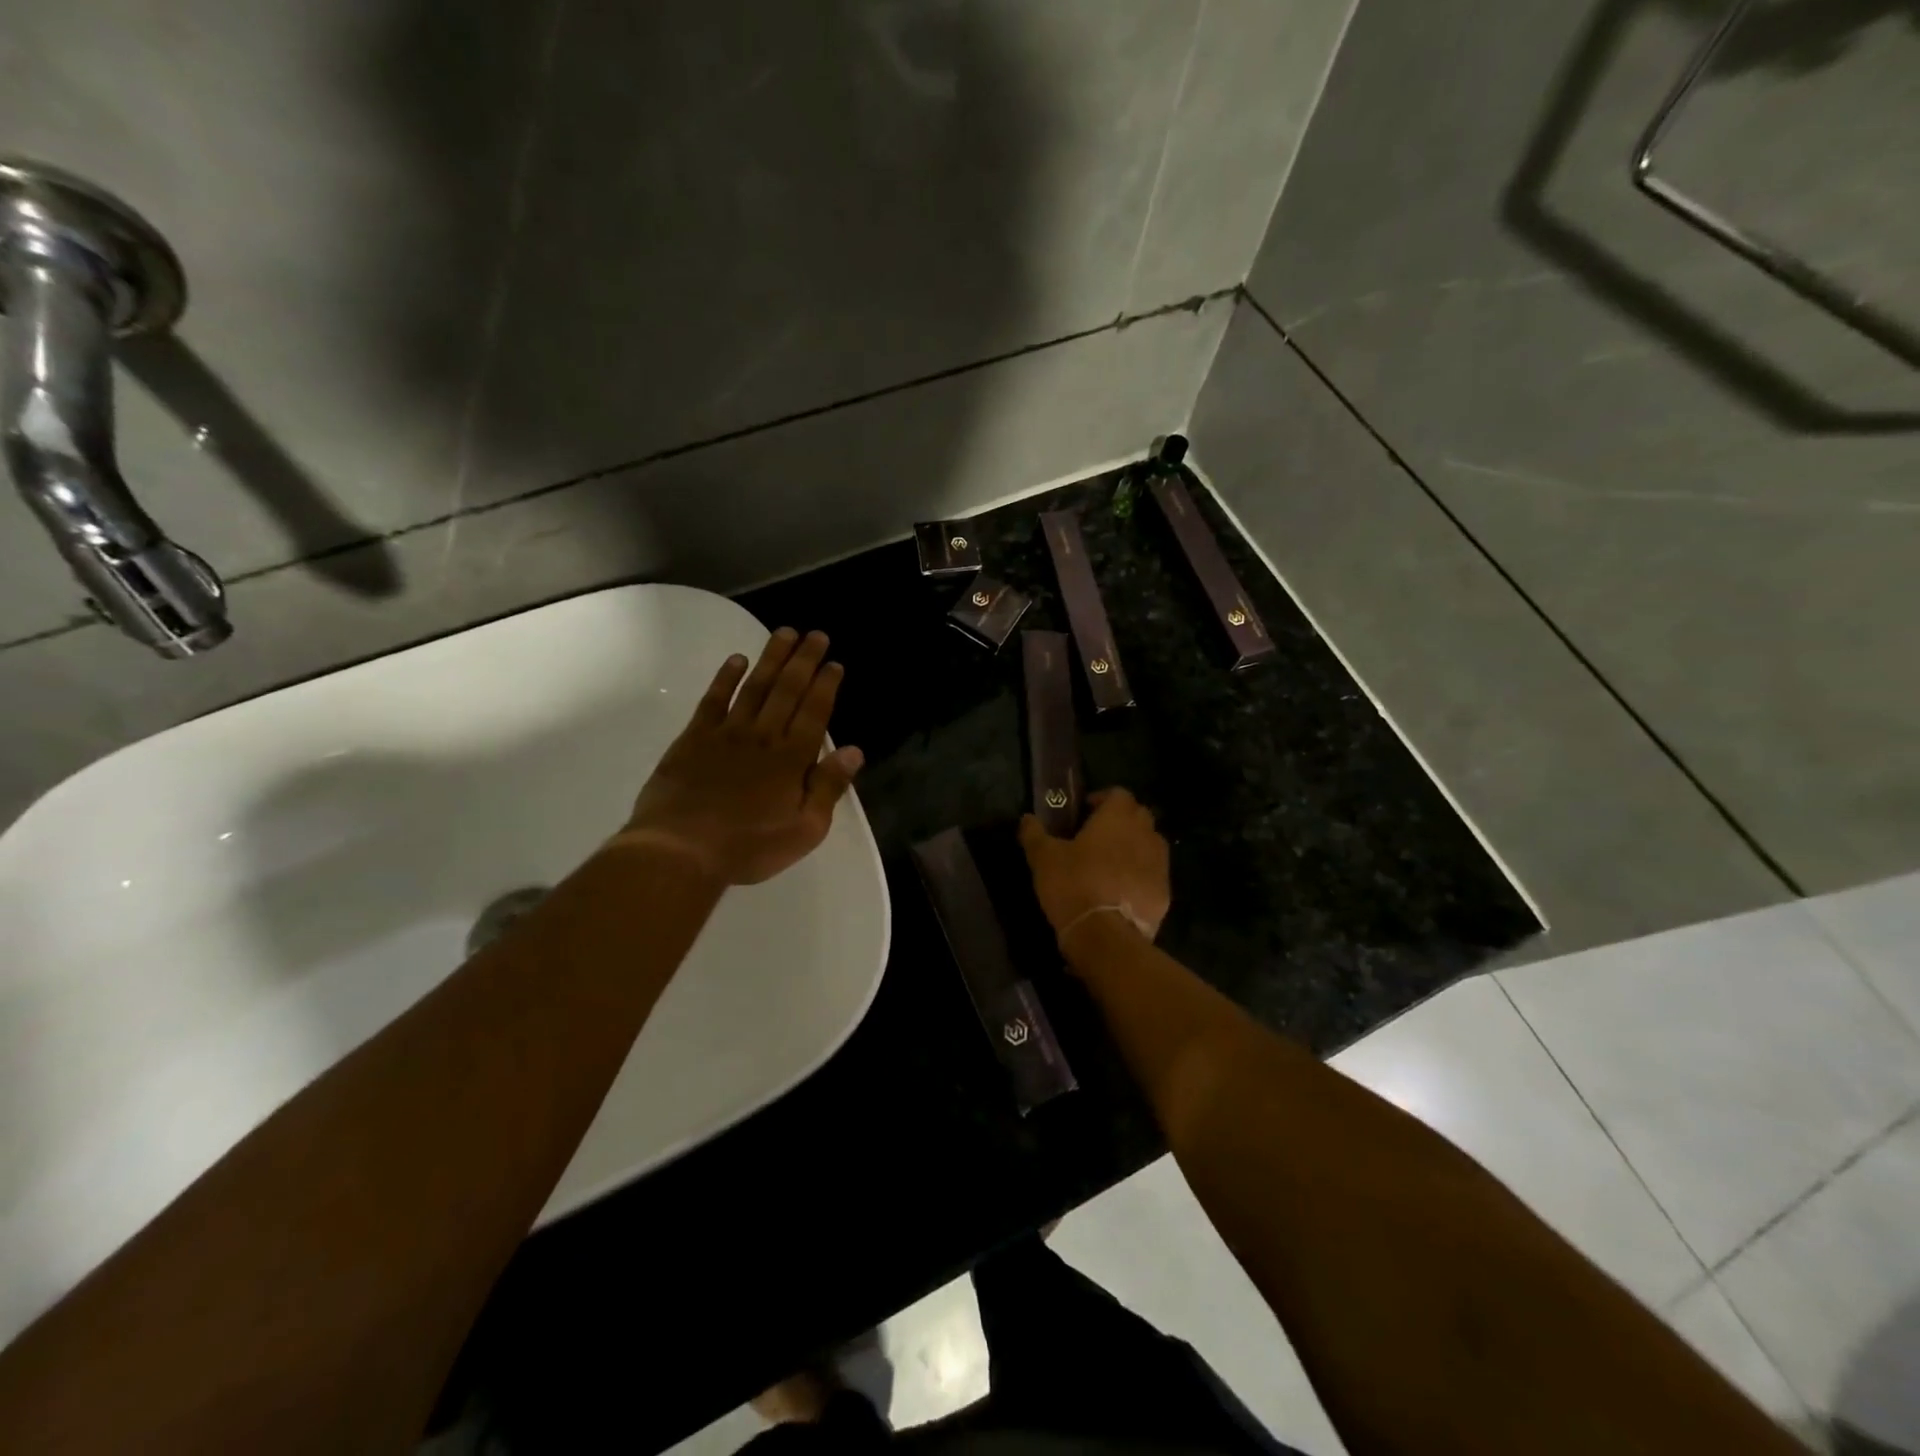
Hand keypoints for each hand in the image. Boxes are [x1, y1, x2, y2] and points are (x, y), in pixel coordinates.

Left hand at [621, 628, 863, 885]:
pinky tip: (736, 660)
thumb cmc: (749, 847)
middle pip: (787, 689)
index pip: (815, 711)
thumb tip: (854, 751)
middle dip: (804, 660)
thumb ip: (829, 788)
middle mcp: (764, 736)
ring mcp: (727, 733)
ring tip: (784, 634)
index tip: (834, 662)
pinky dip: (725, 678)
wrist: (681, 850)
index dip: (826, 685)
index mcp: (792, 759)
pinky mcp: (694, 738)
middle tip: (815, 634)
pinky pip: (713, 700)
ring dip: (771, 658)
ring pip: (755, 686)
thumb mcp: (805, 830)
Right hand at [1017, 788, 1170, 959]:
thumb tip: (1027, 819)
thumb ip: (1034, 834)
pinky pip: (1154, 875)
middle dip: (1121, 821)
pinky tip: (1122, 891)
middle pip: (1139, 816)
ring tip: (1111, 864)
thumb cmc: (1073, 884)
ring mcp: (1160, 864)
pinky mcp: (1165, 893)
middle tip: (1098, 836)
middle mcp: (1145, 834)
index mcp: (1117, 818)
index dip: (1102, 799)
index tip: (1085, 813)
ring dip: (1134, 847)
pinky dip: (1141, 876)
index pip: (1118, 793)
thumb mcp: (1043, 858)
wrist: (1105, 936)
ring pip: (1150, 845)